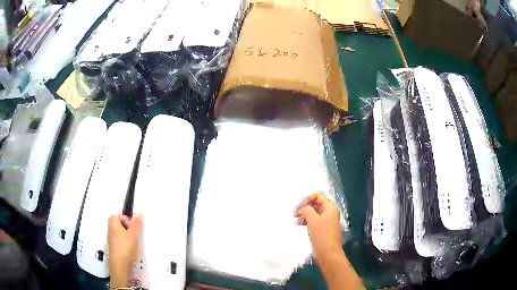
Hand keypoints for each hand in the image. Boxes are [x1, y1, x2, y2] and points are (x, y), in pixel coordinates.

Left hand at [108, 213, 141, 286]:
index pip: (117, 215)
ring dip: (126, 235)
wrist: (120, 265)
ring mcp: (111, 240)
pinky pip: (119, 241)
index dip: (125, 218)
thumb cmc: (125, 248)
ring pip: (119, 233)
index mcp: (113, 224)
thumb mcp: (133, 235)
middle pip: (117, 224)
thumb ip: (136, 224)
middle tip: (134, 232)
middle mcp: (110, 230)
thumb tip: (139, 213)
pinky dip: (125, 242)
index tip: (133, 225)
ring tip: (134, 241)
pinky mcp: (114, 248)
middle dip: (126, 226)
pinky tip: (131, 249)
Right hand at [294, 192, 342, 264]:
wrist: (328, 253)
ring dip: (304, 213)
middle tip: (294, 212)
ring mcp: (325, 220)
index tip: (298, 206)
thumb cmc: (322, 235)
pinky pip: (313, 220)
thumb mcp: (313, 220)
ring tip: (295, 218)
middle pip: (315, 202)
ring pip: (313, 211)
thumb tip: (302, 207)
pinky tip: (298, 224)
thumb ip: (306, 210)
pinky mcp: (322, 228)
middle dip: (304, 205)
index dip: (307, 198)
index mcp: (330, 207)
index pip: (318, 195)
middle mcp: (329, 212)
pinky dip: (305, 220)